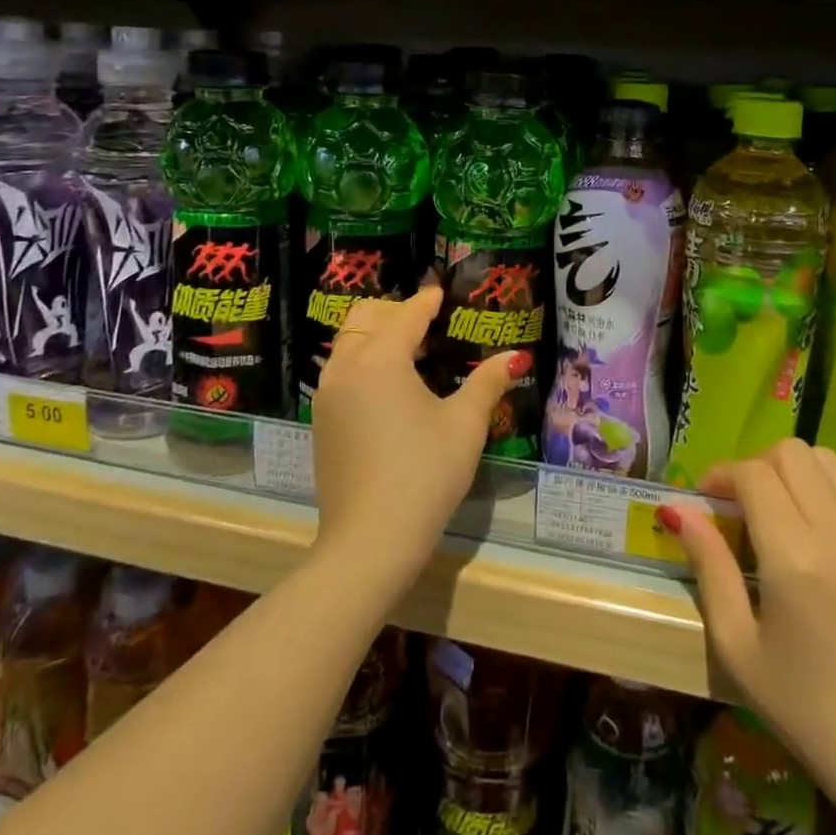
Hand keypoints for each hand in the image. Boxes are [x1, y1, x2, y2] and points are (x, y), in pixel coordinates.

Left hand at [308, 286, 524, 596]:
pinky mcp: (320, 421)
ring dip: (375, 335)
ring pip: (348, 343)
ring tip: (409, 351)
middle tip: (427, 323)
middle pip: (366, 318)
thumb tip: (514, 357)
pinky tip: (387, 386)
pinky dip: (362, 360)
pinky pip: (340, 370)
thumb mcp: (465, 426)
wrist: (369, 542)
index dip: (426, 301)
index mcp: (381, 360)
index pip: (406, 315)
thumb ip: (487, 382)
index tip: (440, 292)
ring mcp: (327, 395)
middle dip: (395, 312)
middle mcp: (346, 368)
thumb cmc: (424, 475)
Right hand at [669, 439, 835, 834]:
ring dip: (798, 475)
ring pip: (831, 462)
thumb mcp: (737, 644)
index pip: (753, 474)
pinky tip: (828, 528)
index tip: (709, 500)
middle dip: (758, 467)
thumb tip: (679, 509)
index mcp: (795, 557)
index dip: (722, 476)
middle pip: (792, 453)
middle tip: (745, 505)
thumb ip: (708, 566)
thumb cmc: (803, 707)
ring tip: (786, 512)